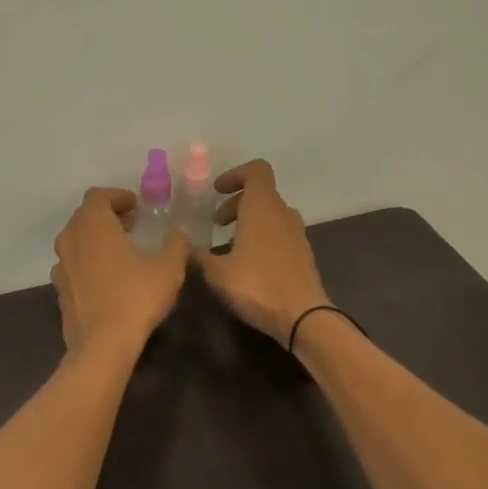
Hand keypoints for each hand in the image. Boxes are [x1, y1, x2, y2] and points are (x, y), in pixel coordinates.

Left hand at [50, 188, 188, 352]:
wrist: (102, 344)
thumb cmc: (136, 297)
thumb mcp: (168, 268)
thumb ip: (175, 243)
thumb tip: (179, 230)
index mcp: (93, 225)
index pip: (98, 196)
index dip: (118, 197)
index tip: (136, 206)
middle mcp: (70, 239)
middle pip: (85, 217)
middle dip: (108, 217)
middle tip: (132, 226)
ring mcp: (61, 266)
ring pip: (76, 242)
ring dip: (96, 240)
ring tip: (121, 252)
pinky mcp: (59, 290)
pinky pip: (73, 266)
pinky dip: (88, 263)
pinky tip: (108, 279)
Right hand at [196, 159, 330, 345]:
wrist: (303, 317)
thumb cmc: (257, 286)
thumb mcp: (217, 273)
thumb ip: (198, 256)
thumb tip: (183, 245)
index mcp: (262, 208)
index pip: (256, 171)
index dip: (235, 175)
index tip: (217, 191)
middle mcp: (283, 214)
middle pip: (261, 194)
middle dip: (236, 203)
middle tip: (216, 223)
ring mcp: (297, 234)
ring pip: (271, 214)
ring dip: (249, 221)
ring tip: (228, 245)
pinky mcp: (303, 254)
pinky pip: (279, 233)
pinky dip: (262, 237)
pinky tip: (248, 264)